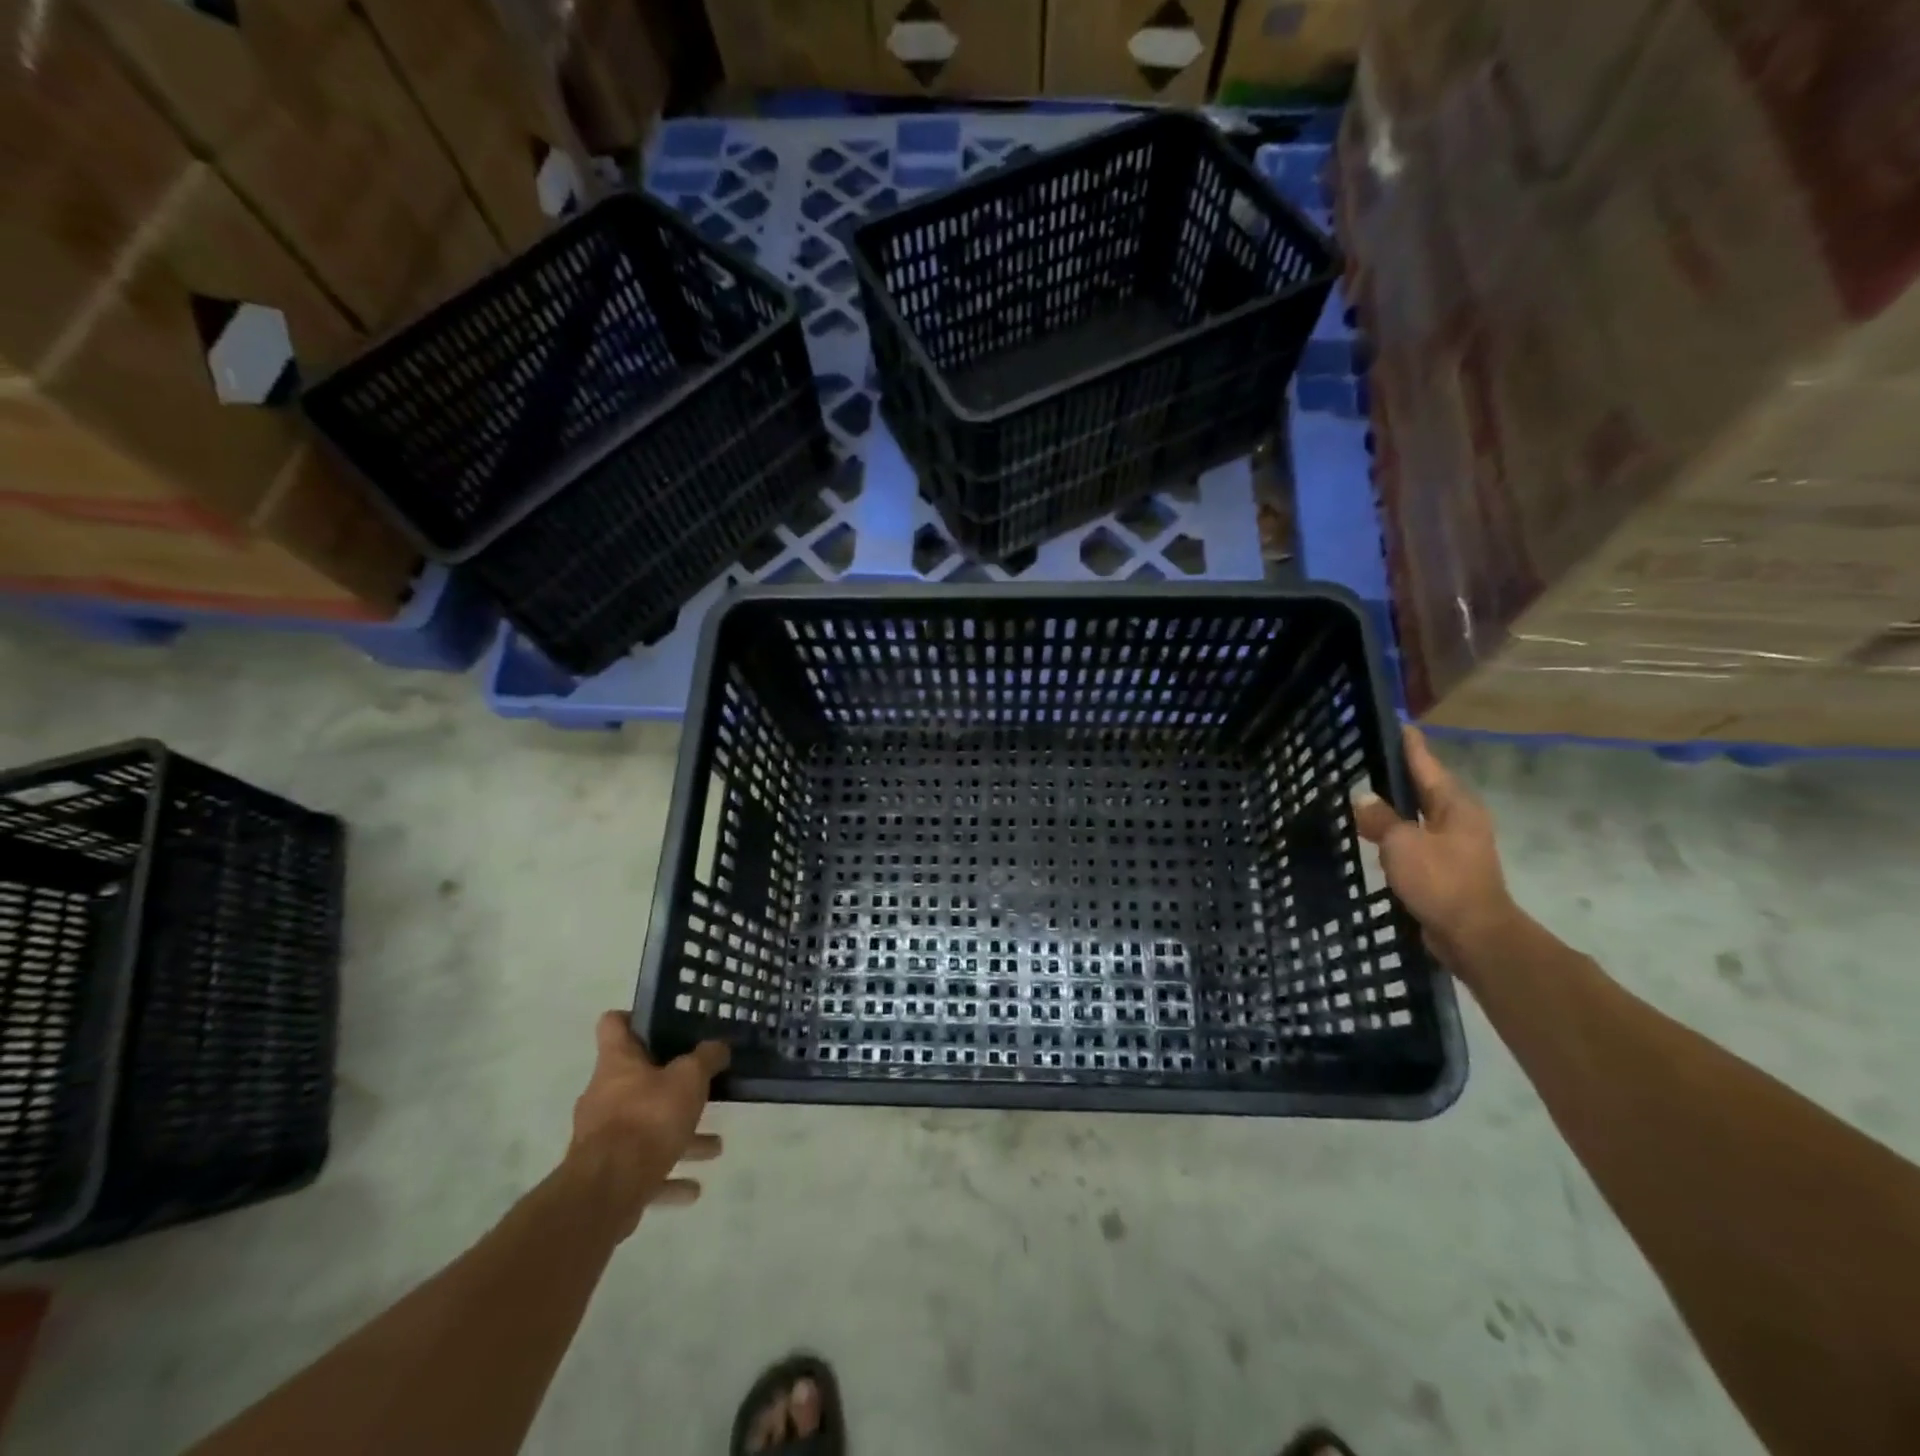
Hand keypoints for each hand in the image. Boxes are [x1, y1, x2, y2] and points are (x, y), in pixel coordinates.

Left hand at [566, 1012, 728, 1237]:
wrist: (605, 1192)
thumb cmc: (648, 1118)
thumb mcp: (689, 1079)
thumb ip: (706, 1059)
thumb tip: (719, 1046)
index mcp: (617, 1063)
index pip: (614, 1024)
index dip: (635, 1018)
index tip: (663, 1023)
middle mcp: (604, 1094)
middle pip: (637, 1079)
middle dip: (672, 1086)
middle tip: (701, 1087)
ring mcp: (602, 1137)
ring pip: (646, 1127)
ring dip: (678, 1134)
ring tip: (714, 1146)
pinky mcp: (607, 1175)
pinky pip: (643, 1169)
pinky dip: (668, 1175)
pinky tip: (693, 1188)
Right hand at [1352, 725, 1518, 968]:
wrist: (1474, 935)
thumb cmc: (1441, 881)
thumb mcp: (1402, 843)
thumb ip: (1381, 818)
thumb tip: (1363, 798)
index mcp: (1455, 806)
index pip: (1428, 766)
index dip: (1412, 747)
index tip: (1401, 726)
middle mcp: (1460, 820)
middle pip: (1426, 789)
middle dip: (1401, 776)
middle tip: (1372, 759)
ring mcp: (1456, 845)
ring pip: (1420, 816)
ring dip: (1397, 807)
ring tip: (1367, 796)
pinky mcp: (1446, 869)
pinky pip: (1416, 840)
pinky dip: (1397, 833)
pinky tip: (1376, 835)